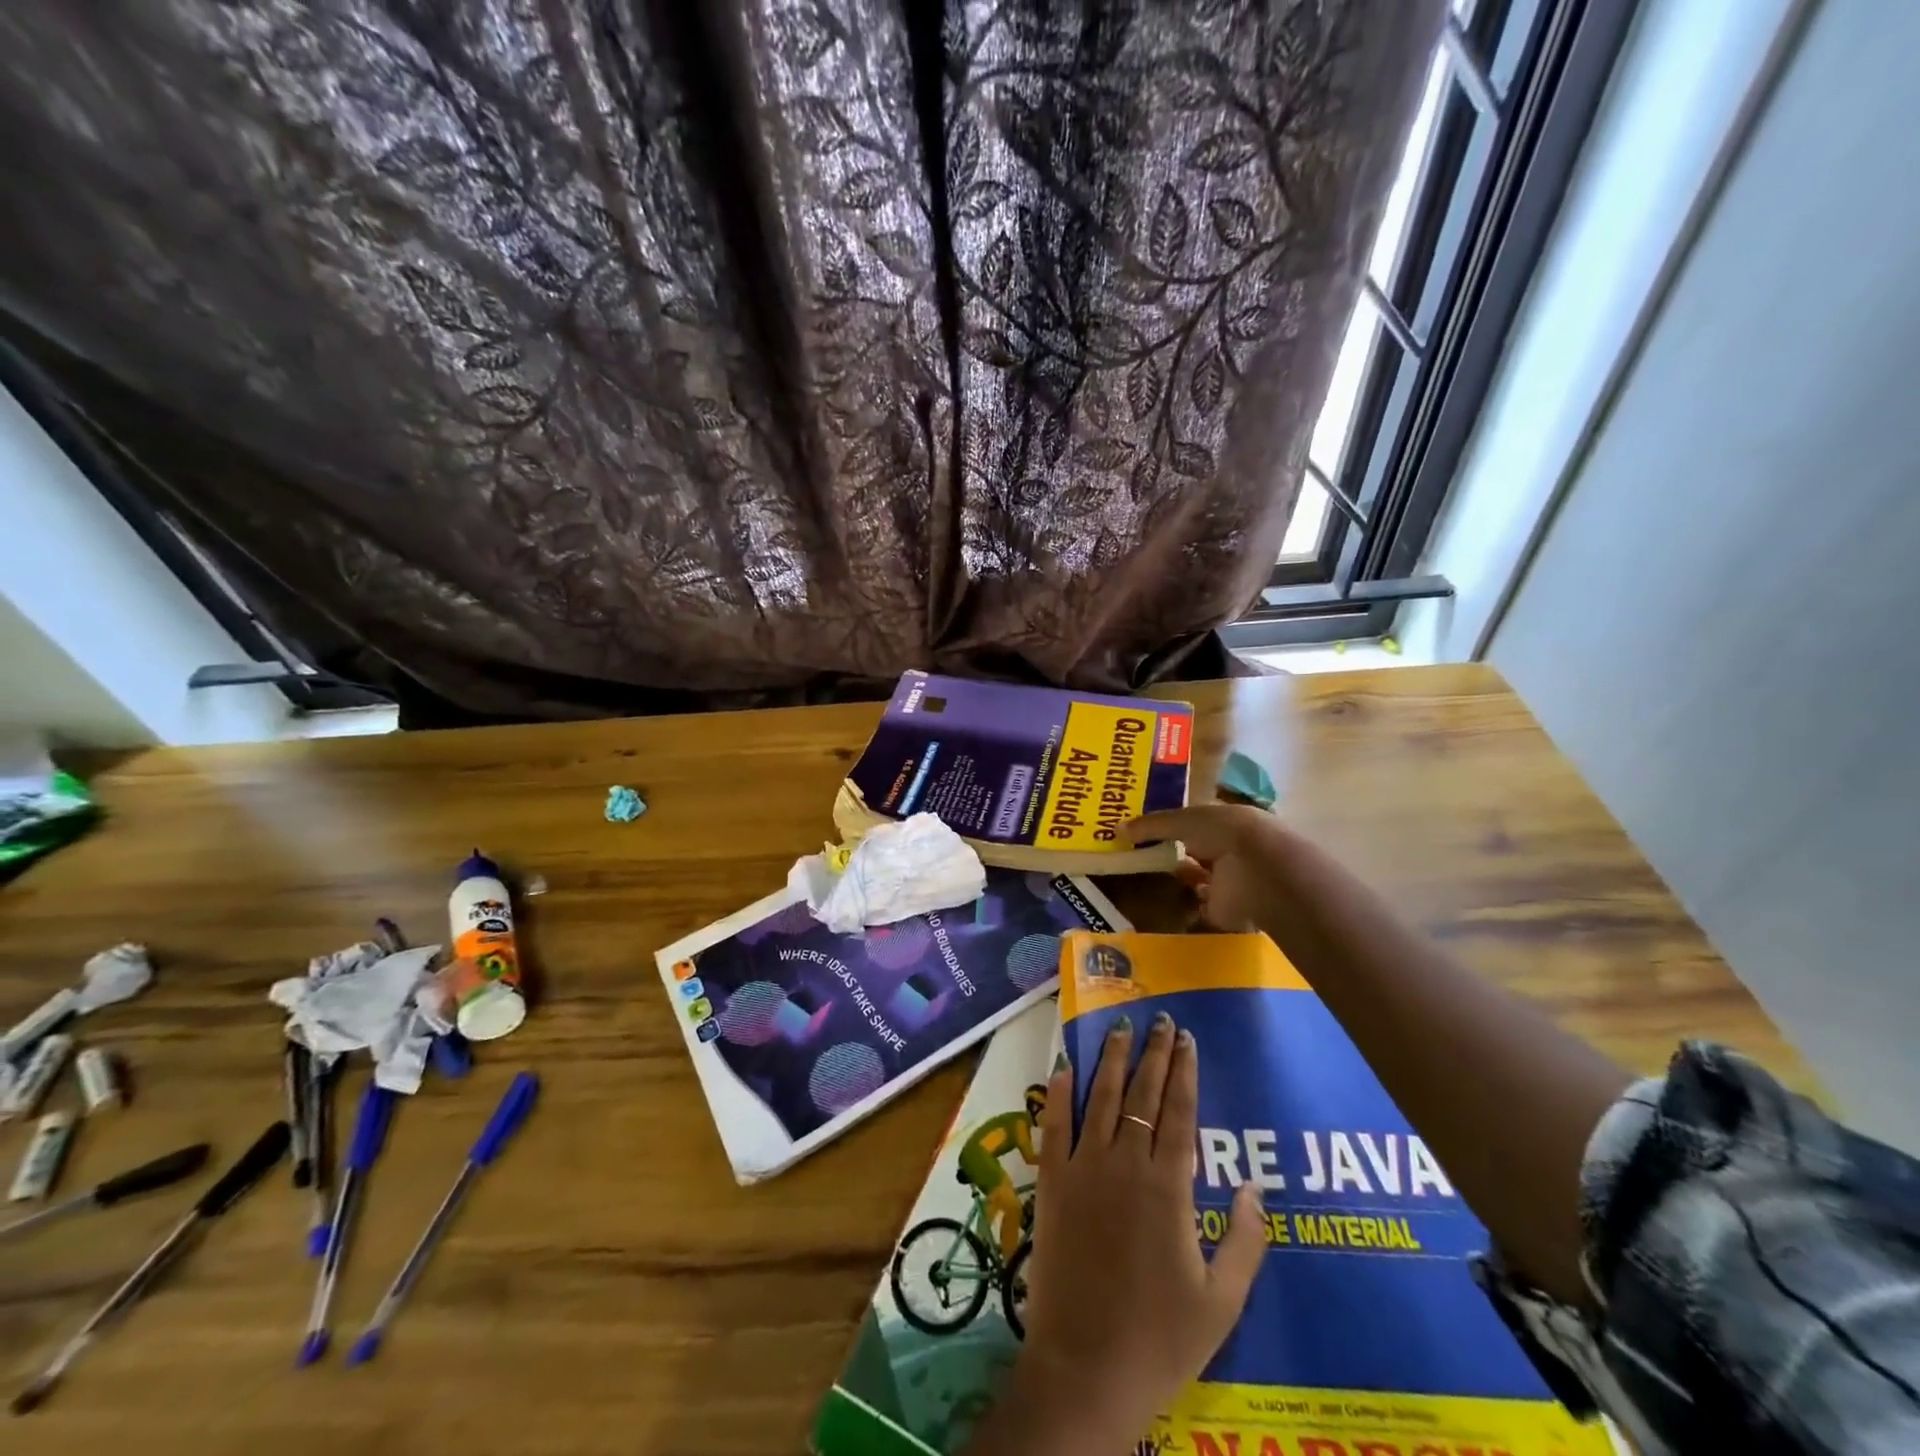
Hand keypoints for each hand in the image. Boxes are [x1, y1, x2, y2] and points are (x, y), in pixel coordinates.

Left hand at [1011, 1013, 1266, 1452]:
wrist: (1086, 1369)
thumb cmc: (1161, 1340)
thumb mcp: (1222, 1301)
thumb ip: (1246, 1241)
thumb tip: (1258, 1187)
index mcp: (1168, 1188)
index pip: (1178, 1112)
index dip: (1183, 1071)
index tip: (1187, 1039)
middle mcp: (1124, 1164)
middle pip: (1141, 1094)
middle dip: (1153, 1053)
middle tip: (1160, 1019)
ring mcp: (1082, 1168)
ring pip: (1100, 1098)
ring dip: (1110, 1059)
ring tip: (1119, 1027)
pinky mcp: (1050, 1182)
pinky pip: (1053, 1125)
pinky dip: (1058, 1093)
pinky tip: (1063, 1066)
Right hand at [1127, 804, 1285, 932]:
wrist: (1257, 871)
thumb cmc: (1223, 832)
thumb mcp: (1182, 820)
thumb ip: (1151, 826)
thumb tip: (1116, 828)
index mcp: (1221, 822)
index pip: (1192, 823)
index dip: (1168, 826)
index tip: (1140, 831)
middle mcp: (1225, 849)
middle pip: (1193, 851)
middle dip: (1171, 853)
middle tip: (1134, 856)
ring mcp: (1226, 881)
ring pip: (1196, 879)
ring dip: (1177, 880)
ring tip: (1140, 880)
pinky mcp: (1223, 910)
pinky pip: (1197, 908)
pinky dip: (1181, 909)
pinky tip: (1157, 905)